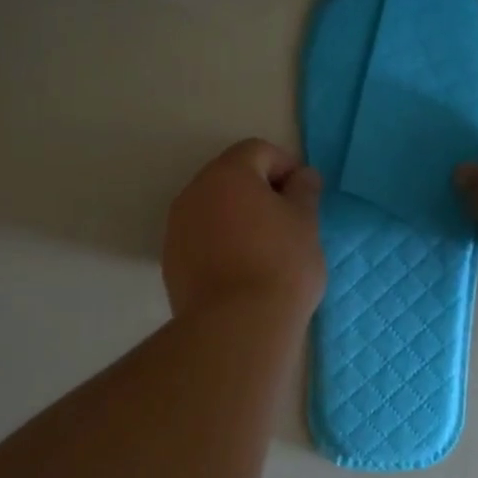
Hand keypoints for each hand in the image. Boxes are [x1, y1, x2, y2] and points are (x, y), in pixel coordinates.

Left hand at [164, 139, 325, 319]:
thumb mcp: (306, 223)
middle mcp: (194, 192)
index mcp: (228, 174)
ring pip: (214, 209)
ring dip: (239, 217)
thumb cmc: (281, 265)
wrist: (237, 326)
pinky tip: (243, 271)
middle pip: (231, 177)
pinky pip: (201, 238)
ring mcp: (177, 228)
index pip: (258, 150)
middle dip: (260, 191)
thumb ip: (304, 191)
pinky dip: (222, 242)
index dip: (286, 166)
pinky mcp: (171, 261)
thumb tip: (302, 176)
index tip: (305, 195)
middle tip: (289, 221)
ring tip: (266, 249)